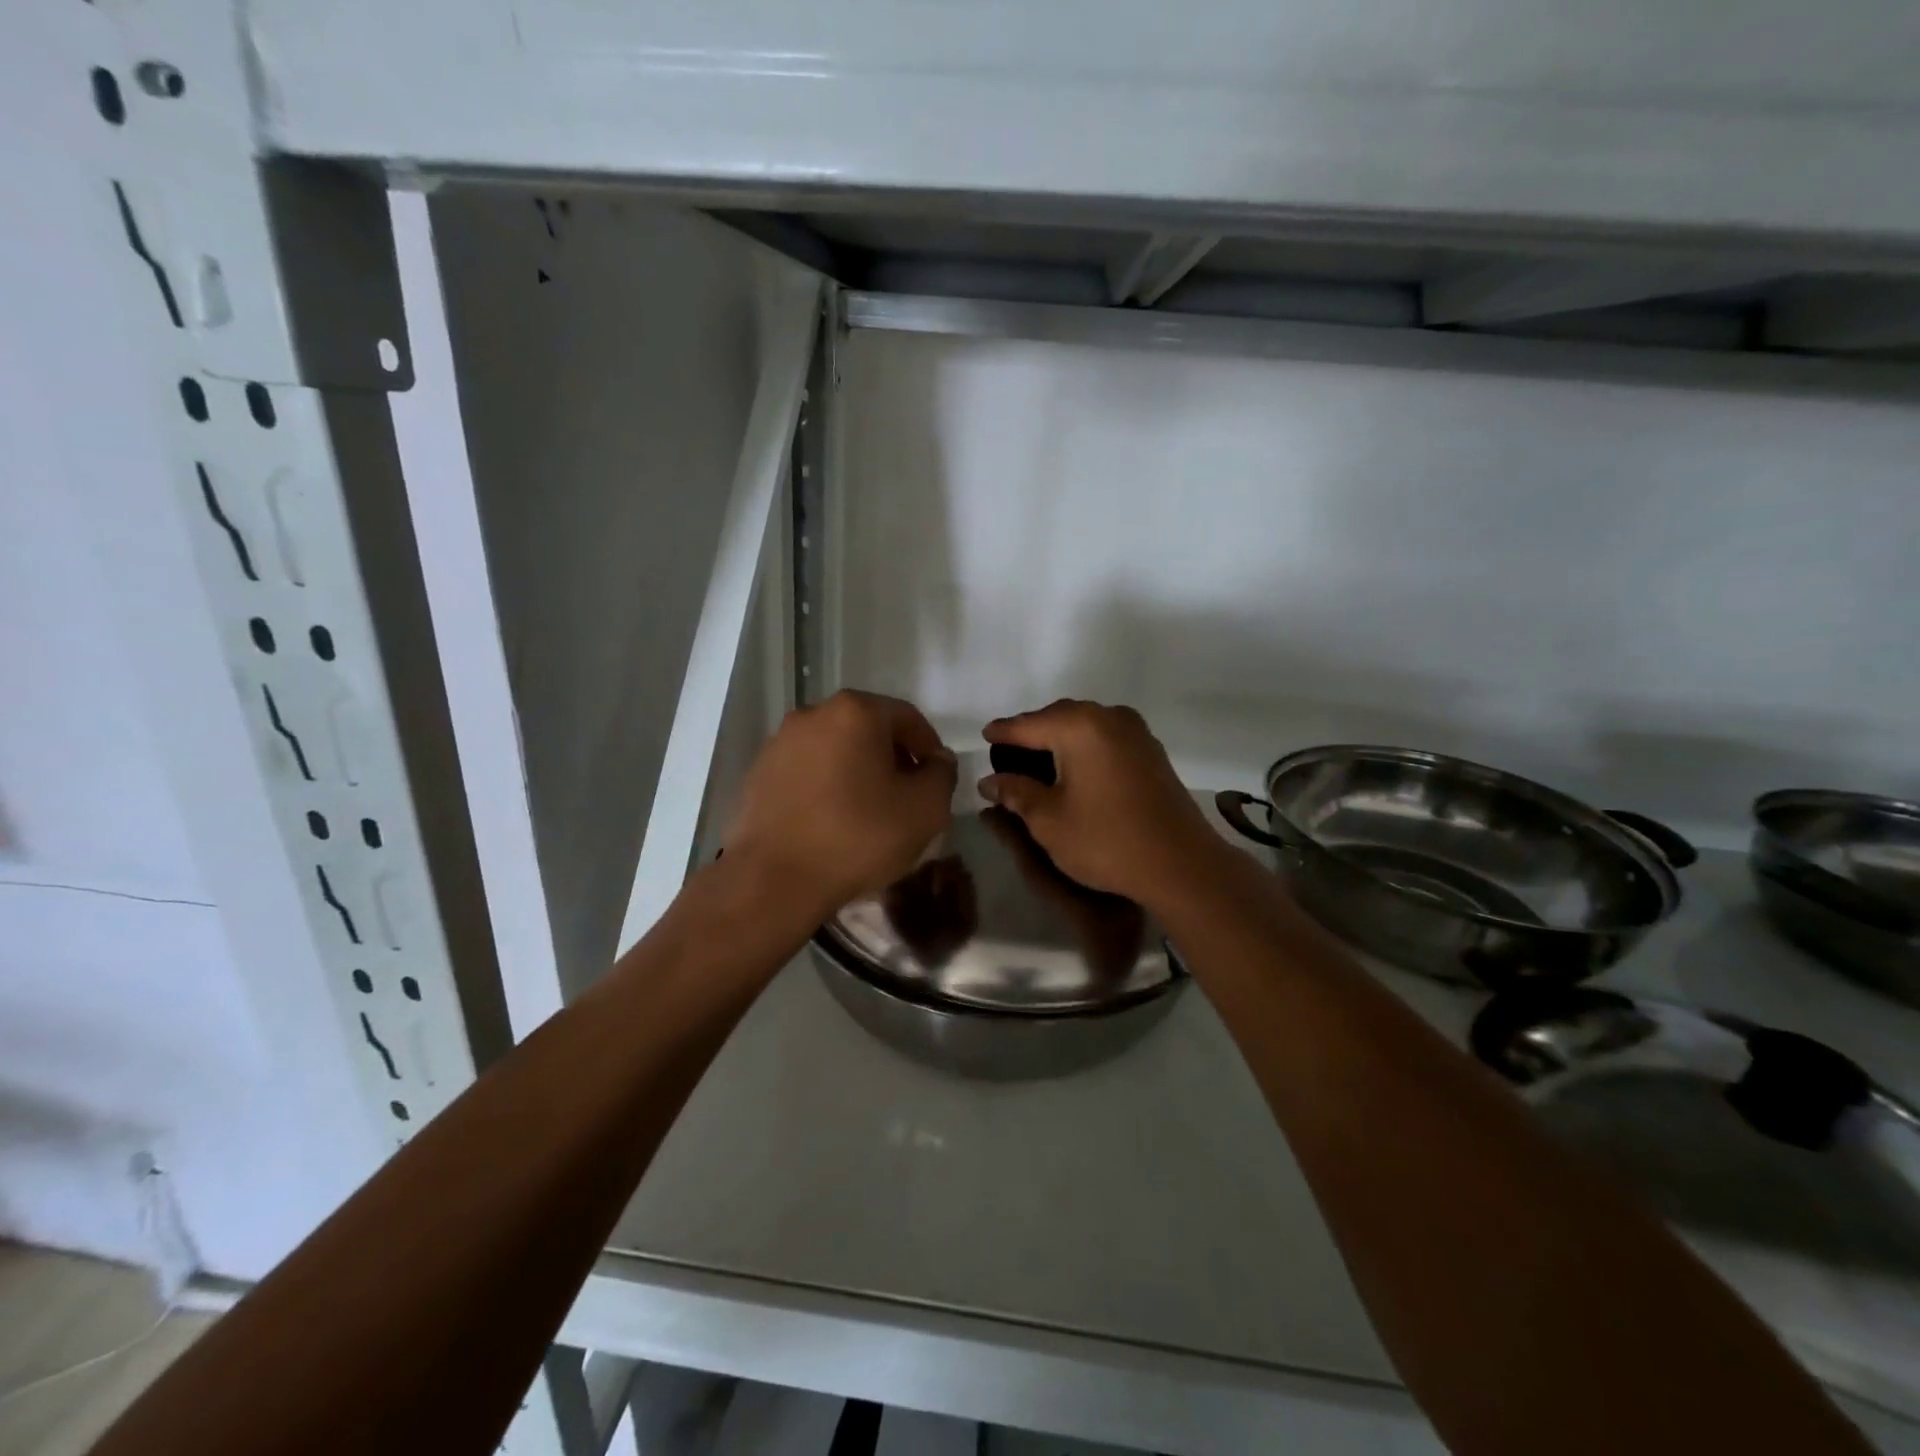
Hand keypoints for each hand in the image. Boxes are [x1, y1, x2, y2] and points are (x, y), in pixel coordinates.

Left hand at [726, 690, 956, 918]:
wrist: (774, 880)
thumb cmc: (859, 837)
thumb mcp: (925, 809)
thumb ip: (942, 774)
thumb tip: (936, 761)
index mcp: (856, 711)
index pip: (908, 718)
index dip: (929, 748)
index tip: (936, 780)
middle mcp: (814, 713)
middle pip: (868, 728)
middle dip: (892, 757)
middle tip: (906, 795)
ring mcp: (780, 742)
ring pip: (835, 748)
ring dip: (857, 770)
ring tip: (868, 810)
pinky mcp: (758, 771)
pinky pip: (807, 769)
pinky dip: (826, 784)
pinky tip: (832, 819)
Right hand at [980, 700, 1221, 909]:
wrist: (1180, 864)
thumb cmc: (1106, 840)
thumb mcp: (1048, 820)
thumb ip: (1016, 792)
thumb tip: (990, 781)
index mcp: (1079, 727)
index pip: (1029, 724)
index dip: (1003, 732)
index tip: (984, 735)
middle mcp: (1109, 717)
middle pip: (1059, 716)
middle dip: (1032, 731)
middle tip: (1008, 750)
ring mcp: (1136, 732)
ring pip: (1085, 724)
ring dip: (1059, 737)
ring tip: (1037, 759)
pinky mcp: (1151, 751)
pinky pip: (1106, 737)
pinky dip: (1084, 746)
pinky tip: (1074, 767)